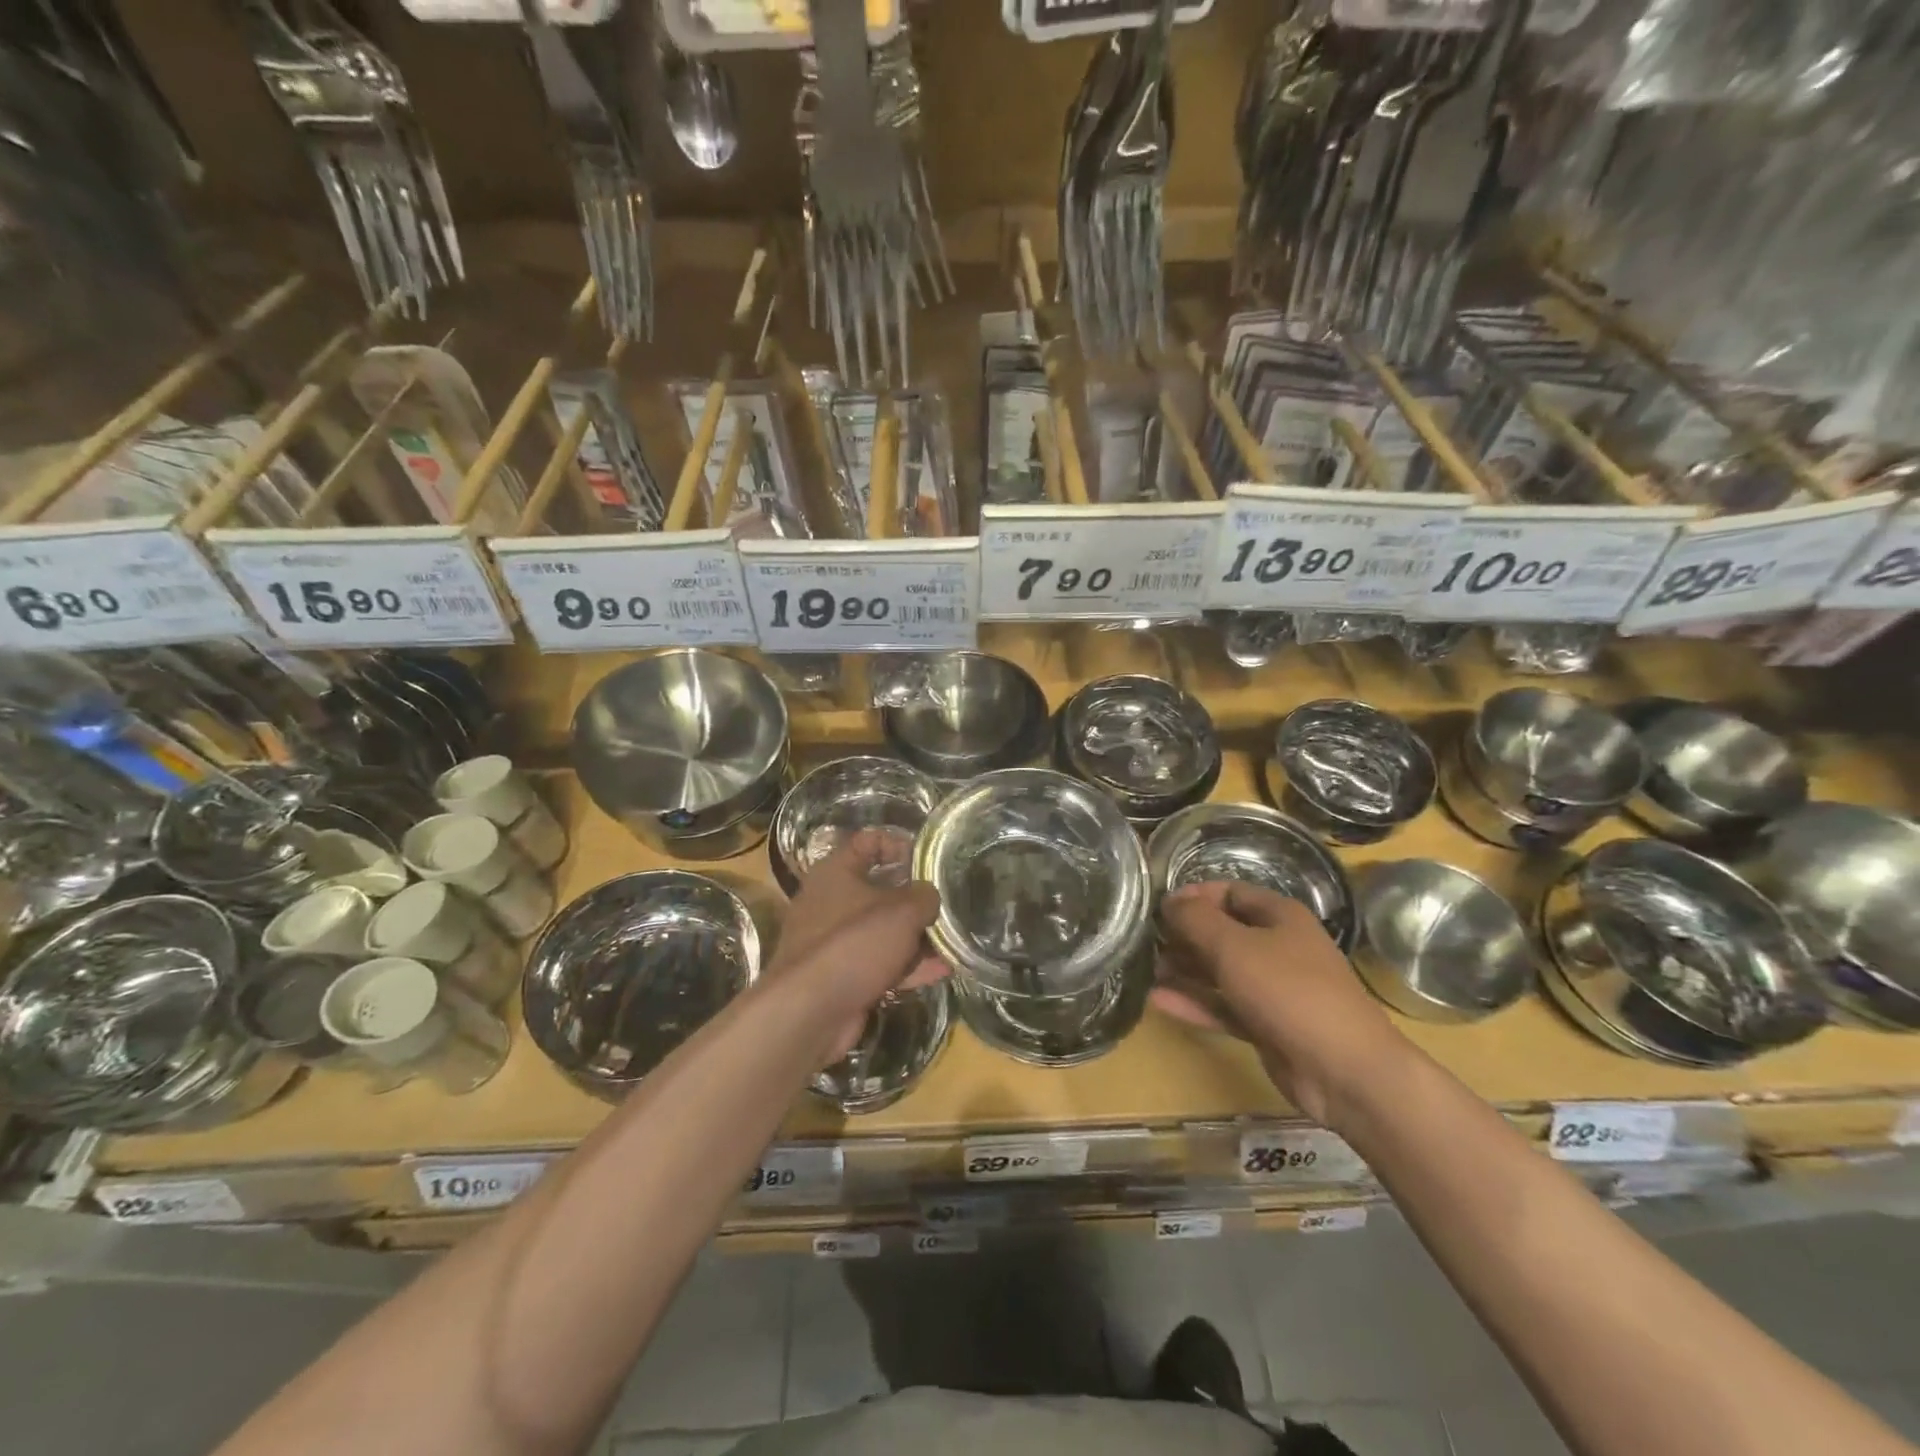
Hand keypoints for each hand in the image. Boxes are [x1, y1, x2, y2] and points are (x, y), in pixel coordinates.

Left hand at [763, 829, 948, 1063]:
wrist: (809, 1013)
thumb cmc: (854, 944)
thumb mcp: (901, 912)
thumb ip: (924, 896)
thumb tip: (929, 896)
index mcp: (836, 872)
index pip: (868, 842)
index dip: (898, 845)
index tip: (927, 861)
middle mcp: (831, 901)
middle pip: (880, 889)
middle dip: (915, 899)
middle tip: (946, 904)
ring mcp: (835, 942)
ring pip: (882, 930)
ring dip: (916, 937)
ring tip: (951, 941)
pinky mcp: (841, 975)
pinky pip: (880, 962)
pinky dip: (907, 966)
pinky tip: (941, 971)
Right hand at [1152, 881, 1406, 1125]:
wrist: (1345, 1071)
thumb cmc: (1289, 991)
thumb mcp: (1234, 947)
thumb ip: (1196, 920)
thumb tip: (1169, 901)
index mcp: (1279, 916)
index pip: (1230, 892)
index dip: (1193, 895)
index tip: (1158, 907)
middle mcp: (1277, 947)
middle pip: (1223, 932)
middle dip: (1184, 934)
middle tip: (1145, 940)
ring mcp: (1273, 989)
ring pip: (1221, 971)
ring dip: (1185, 969)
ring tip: (1144, 968)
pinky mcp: (1267, 1025)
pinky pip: (1224, 1006)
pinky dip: (1195, 1002)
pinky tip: (1158, 1000)